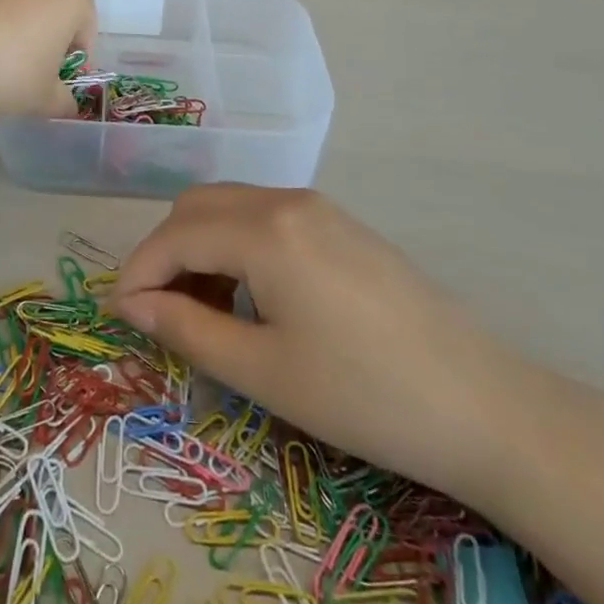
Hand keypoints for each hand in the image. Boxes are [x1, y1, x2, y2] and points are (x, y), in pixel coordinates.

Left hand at [0, 0, 94, 118]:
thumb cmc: (5, 69)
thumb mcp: (42, 98)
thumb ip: (63, 101)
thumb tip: (66, 105)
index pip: (86, 27)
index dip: (73, 60)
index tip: (54, 83)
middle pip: (55, 4)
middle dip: (47, 35)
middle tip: (28, 70)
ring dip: (17, 23)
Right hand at [109, 186, 551, 510]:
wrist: (483, 404)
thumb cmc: (364, 395)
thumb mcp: (264, 372)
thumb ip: (187, 330)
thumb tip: (133, 304)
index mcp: (264, 229)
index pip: (175, 235)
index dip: (138, 271)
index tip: (120, 315)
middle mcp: (285, 199)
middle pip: (198, 206)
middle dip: (166, 252)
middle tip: (161, 313)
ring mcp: (318, 207)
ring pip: (231, 206)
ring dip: (201, 247)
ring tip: (205, 311)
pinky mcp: (340, 223)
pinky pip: (266, 217)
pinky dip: (238, 245)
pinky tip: (252, 296)